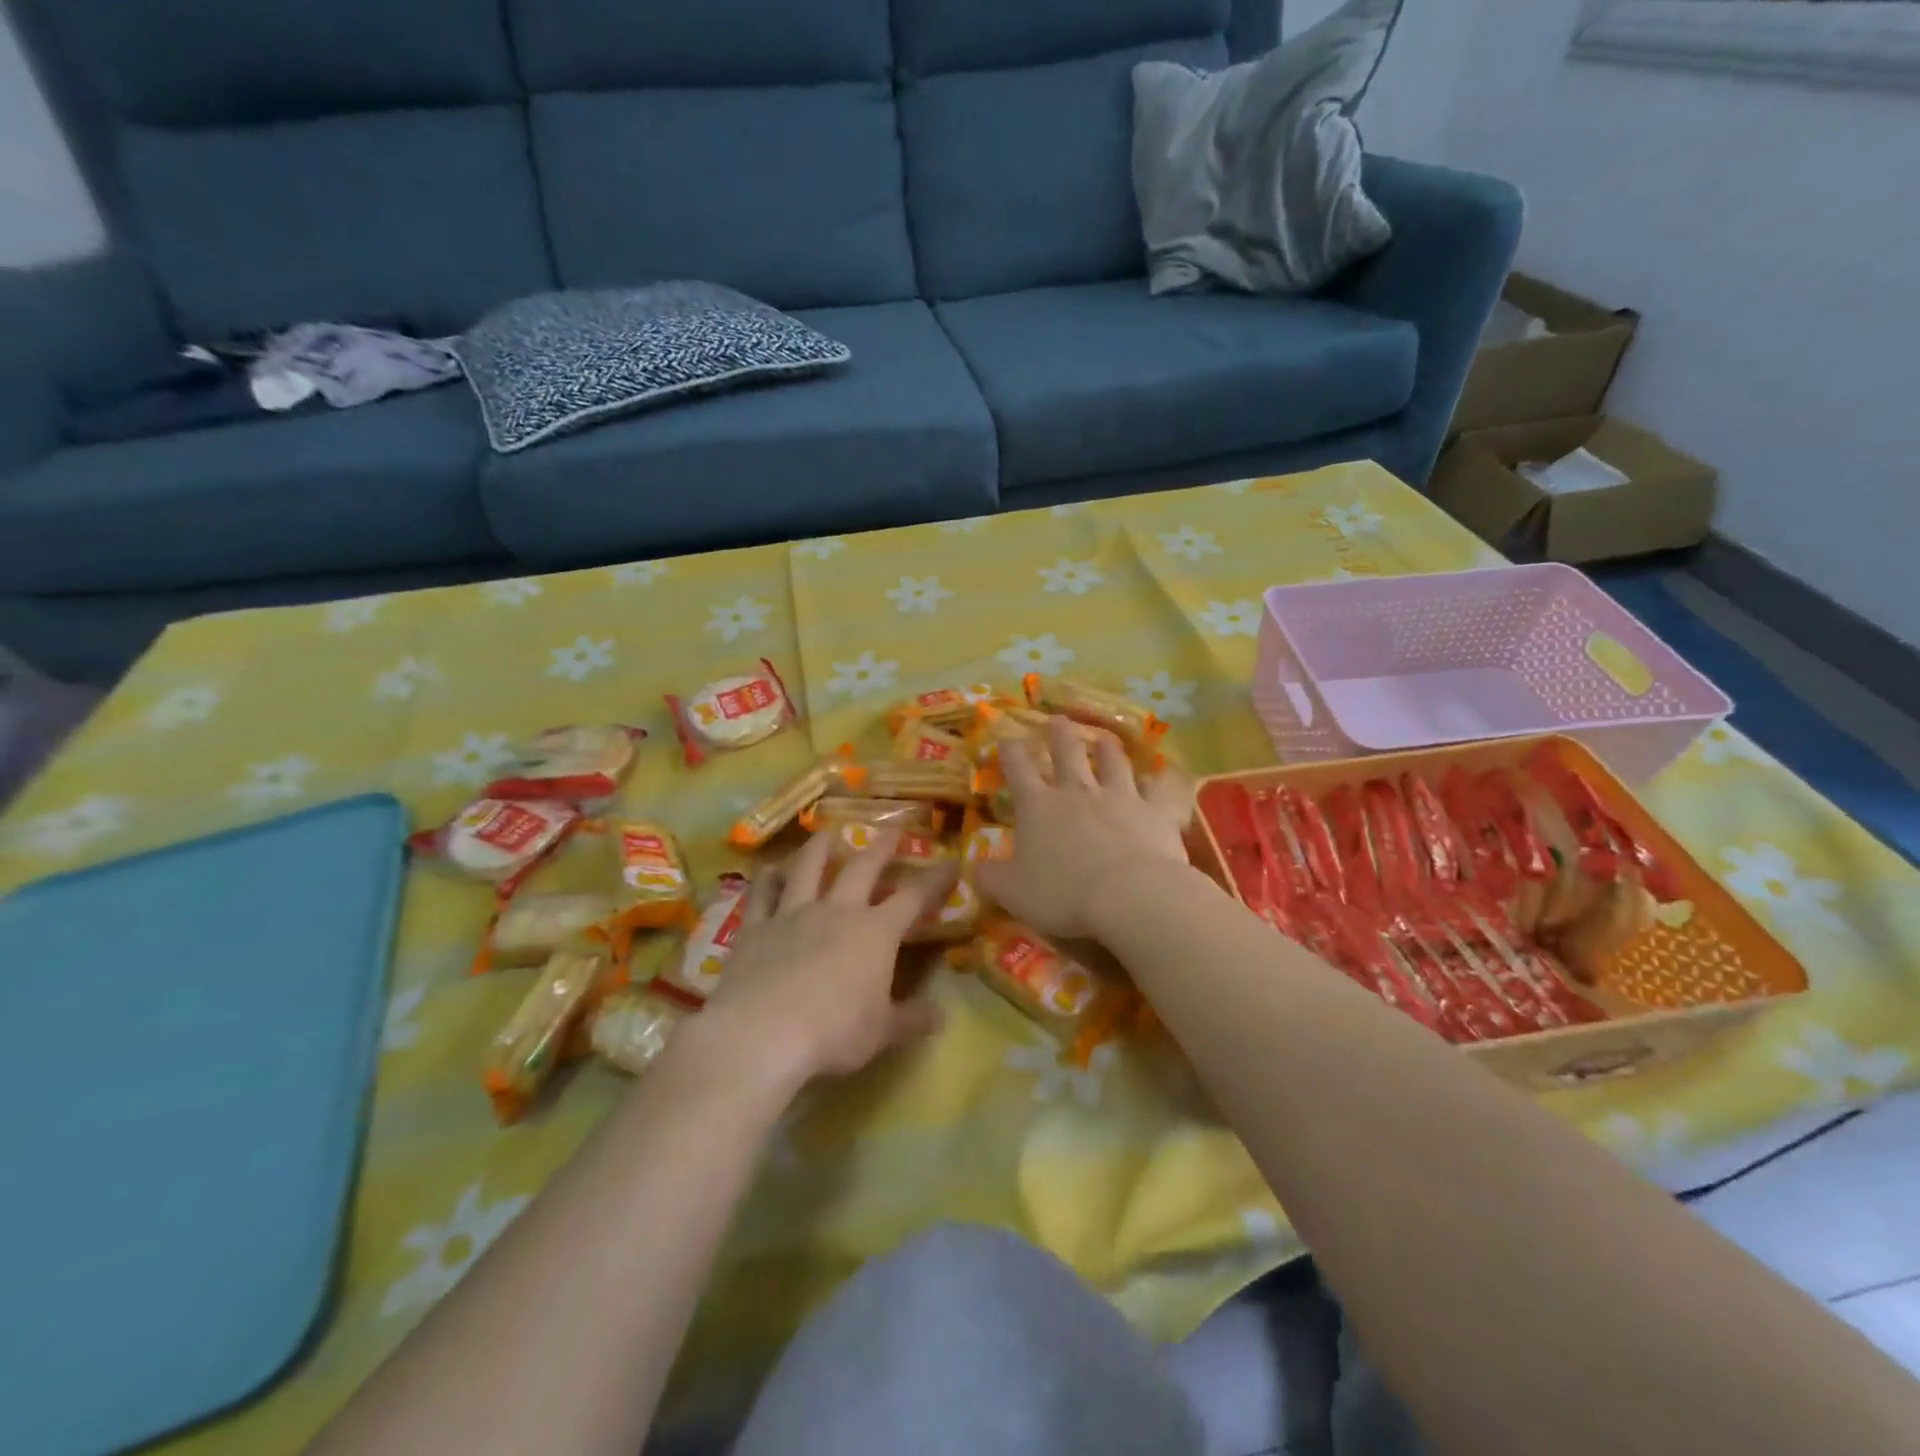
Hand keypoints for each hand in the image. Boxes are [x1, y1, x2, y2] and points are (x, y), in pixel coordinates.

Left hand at [698, 829, 950, 1086]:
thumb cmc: (834, 1032)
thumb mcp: (882, 1032)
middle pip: (863, 868)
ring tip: (826, 832)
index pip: (913, 897)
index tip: (951, 862)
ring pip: (808, 869)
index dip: (934, 879)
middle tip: (892, 828)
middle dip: (881, 846)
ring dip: (819, 848)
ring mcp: (793, 914)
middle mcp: (837, 911)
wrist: (762, 1033)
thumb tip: (941, 1016)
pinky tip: (766, 868)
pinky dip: (765, 879)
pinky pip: (762, 895)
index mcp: (876, 932)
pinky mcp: (756, 928)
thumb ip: (911, 1019)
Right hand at [974, 717, 1190, 938]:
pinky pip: (1162, 788)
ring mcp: (1120, 796)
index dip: (1010, 751)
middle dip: (1059, 734)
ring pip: (1113, 761)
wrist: (1130, 897)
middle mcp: (1077, 791)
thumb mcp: (1012, 892)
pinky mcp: (1157, 811)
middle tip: (1057, 720)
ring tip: (1104, 738)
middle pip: (1067, 752)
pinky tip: (1164, 775)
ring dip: (1107, 747)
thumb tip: (973, 866)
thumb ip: (990, 877)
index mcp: (1038, 806)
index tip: (1007, 738)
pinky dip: (1162, 780)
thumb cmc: (1063, 894)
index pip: (1018, 768)